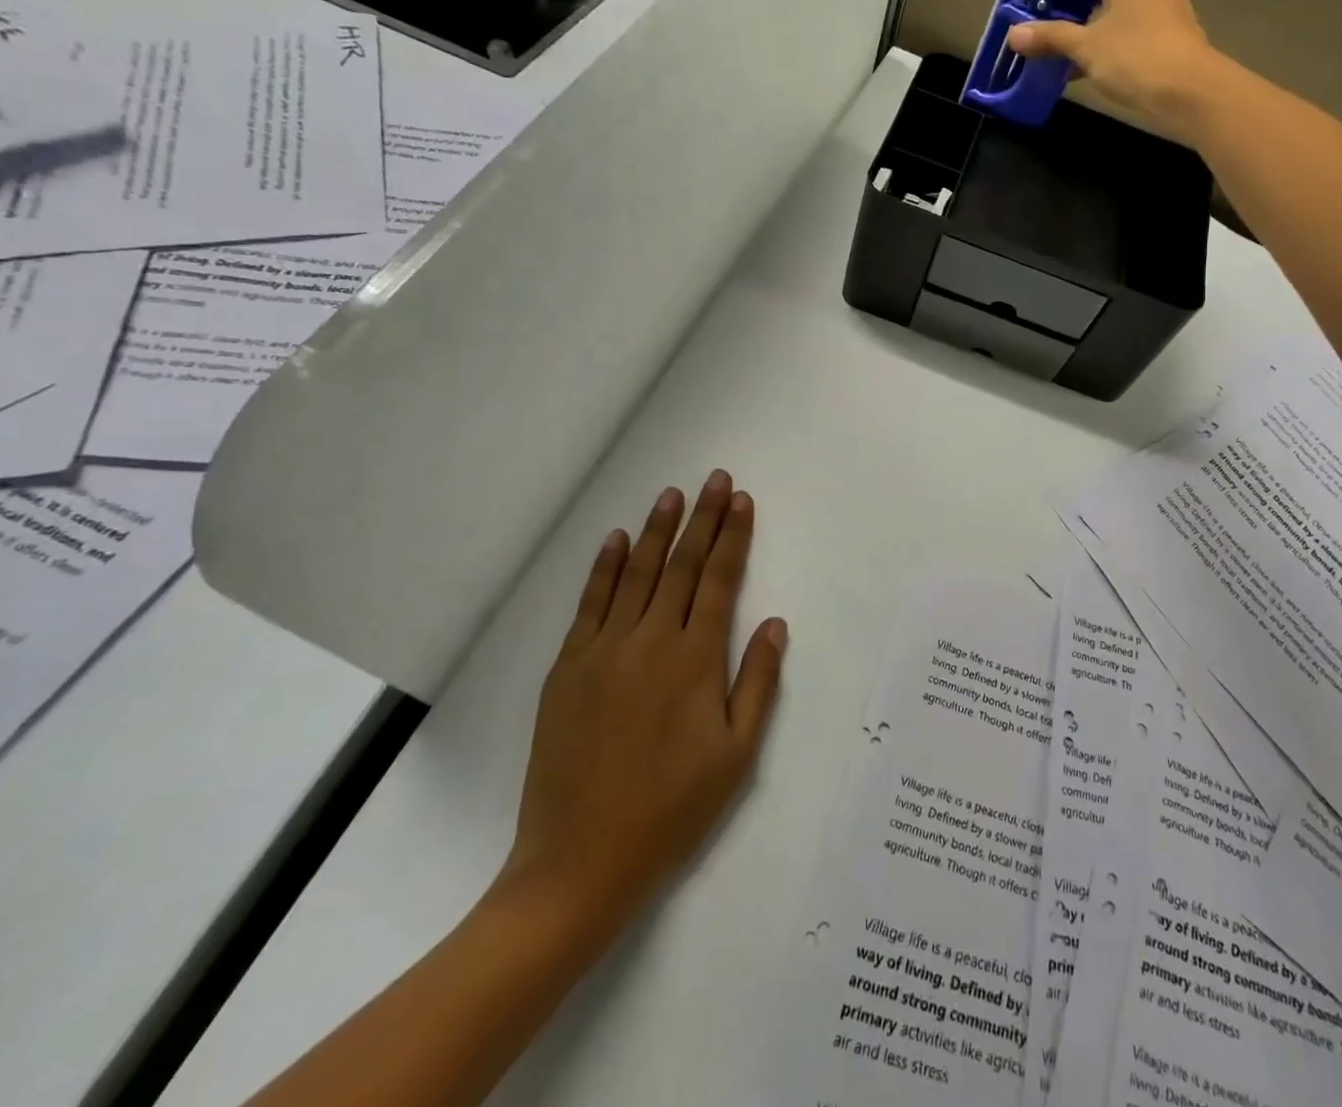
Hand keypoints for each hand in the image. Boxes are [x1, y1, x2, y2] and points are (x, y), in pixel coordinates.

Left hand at [493, 470, 786, 950]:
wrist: (580, 861)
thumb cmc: (672, 810)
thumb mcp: (736, 754)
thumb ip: (757, 682)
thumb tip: (774, 623)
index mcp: (694, 660)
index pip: (720, 580)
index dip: (733, 536)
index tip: (741, 500)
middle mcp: (650, 641)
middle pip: (682, 566)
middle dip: (702, 519)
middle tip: (714, 480)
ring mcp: (604, 650)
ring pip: (637, 574)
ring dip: (657, 531)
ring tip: (672, 495)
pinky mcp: (568, 667)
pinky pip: (590, 603)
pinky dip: (605, 567)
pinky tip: (617, 540)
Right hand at [1006, 0, 1220, 134]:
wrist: (1191, 93)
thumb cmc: (1136, 57)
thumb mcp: (1086, 47)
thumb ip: (1050, 37)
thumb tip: (1014, 34)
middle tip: (1050, 19)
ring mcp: (1165, 8)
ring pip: (1120, 4)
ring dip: (1091, 22)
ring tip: (1065, 50)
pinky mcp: (1172, 36)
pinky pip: (1133, 29)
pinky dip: (1109, 40)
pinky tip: (1089, 70)